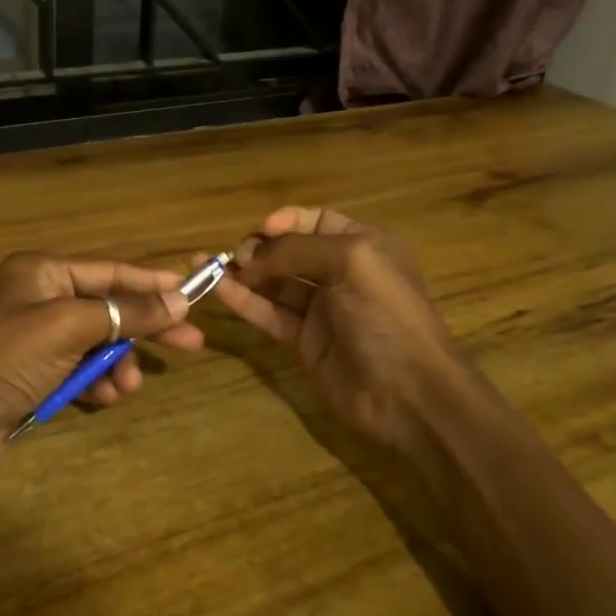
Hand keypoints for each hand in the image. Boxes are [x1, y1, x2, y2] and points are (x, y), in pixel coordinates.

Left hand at [0, 251, 205, 484]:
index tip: (195, 294)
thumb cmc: (6, 358)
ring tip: (126, 388)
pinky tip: (102, 399)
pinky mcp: (32, 374)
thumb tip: (179, 299)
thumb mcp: (70, 327)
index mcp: (43, 272)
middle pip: (109, 307)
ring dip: (117, 365)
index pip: (112, 270)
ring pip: (97, 344)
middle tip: (191, 345)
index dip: (154, 282)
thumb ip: (127, 312)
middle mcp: (39, 298)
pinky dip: (94, 383)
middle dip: (145, 329)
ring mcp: (35, 338)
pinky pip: (78, 370)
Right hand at [215, 206, 473, 451]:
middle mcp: (341, 272)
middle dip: (259, 248)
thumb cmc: (386, 315)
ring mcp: (322, 309)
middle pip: (290, 251)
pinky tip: (220, 291)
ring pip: (275, 283)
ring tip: (206, 267)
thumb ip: (297, 250)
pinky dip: (246, 302)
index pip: (315, 221)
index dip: (285, 222)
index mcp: (362, 245)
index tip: (260, 230)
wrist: (410, 393)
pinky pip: (270, 314)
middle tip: (233, 257)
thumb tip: (251, 254)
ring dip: (243, 274)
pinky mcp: (305, 341)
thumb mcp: (350, 263)